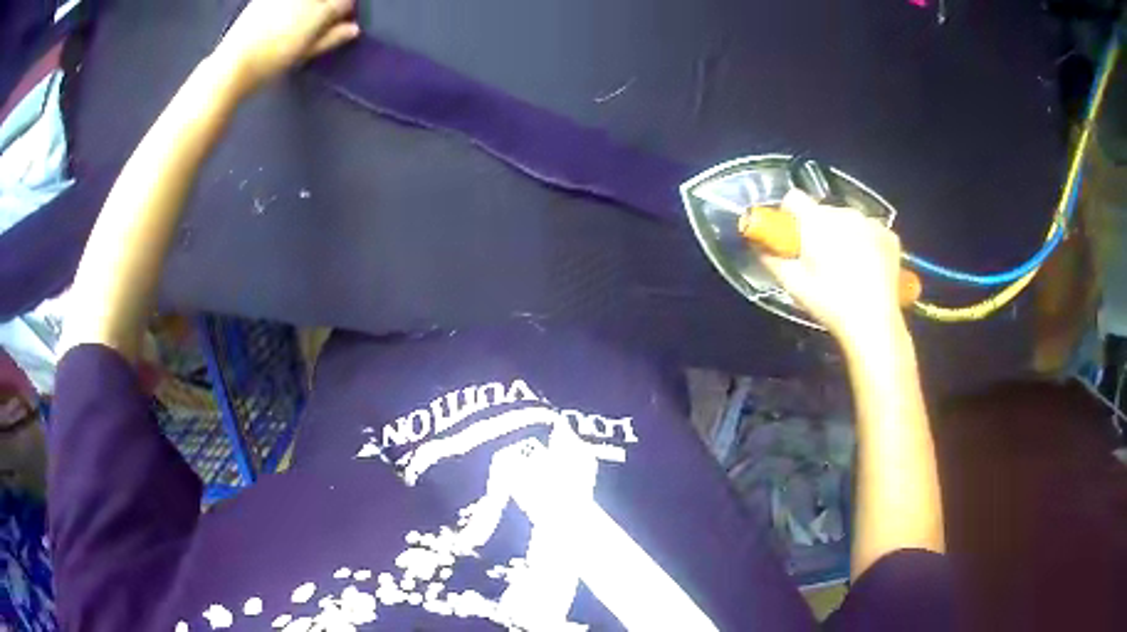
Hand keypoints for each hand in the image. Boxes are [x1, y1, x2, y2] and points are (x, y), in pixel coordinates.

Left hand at [213, 0, 359, 93]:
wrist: (233, 64)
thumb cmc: (271, 62)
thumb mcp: (304, 53)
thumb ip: (330, 37)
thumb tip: (352, 29)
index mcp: (319, 10)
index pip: (344, 2)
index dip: (344, 12)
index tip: (341, 23)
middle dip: (327, 6)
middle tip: (321, 23)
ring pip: (305, 1)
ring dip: (308, 7)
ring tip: (296, 25)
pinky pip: (282, 3)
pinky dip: (287, 8)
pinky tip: (281, 20)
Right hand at [760, 190, 904, 341]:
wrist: (873, 322)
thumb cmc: (830, 303)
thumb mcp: (793, 285)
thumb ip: (772, 260)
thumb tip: (759, 248)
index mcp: (817, 220)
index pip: (794, 198)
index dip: (789, 215)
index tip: (792, 236)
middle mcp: (844, 213)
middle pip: (823, 211)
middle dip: (819, 229)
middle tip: (820, 261)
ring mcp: (870, 223)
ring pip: (849, 221)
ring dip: (844, 235)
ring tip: (847, 267)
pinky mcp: (890, 236)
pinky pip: (871, 231)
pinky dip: (867, 243)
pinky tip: (868, 268)